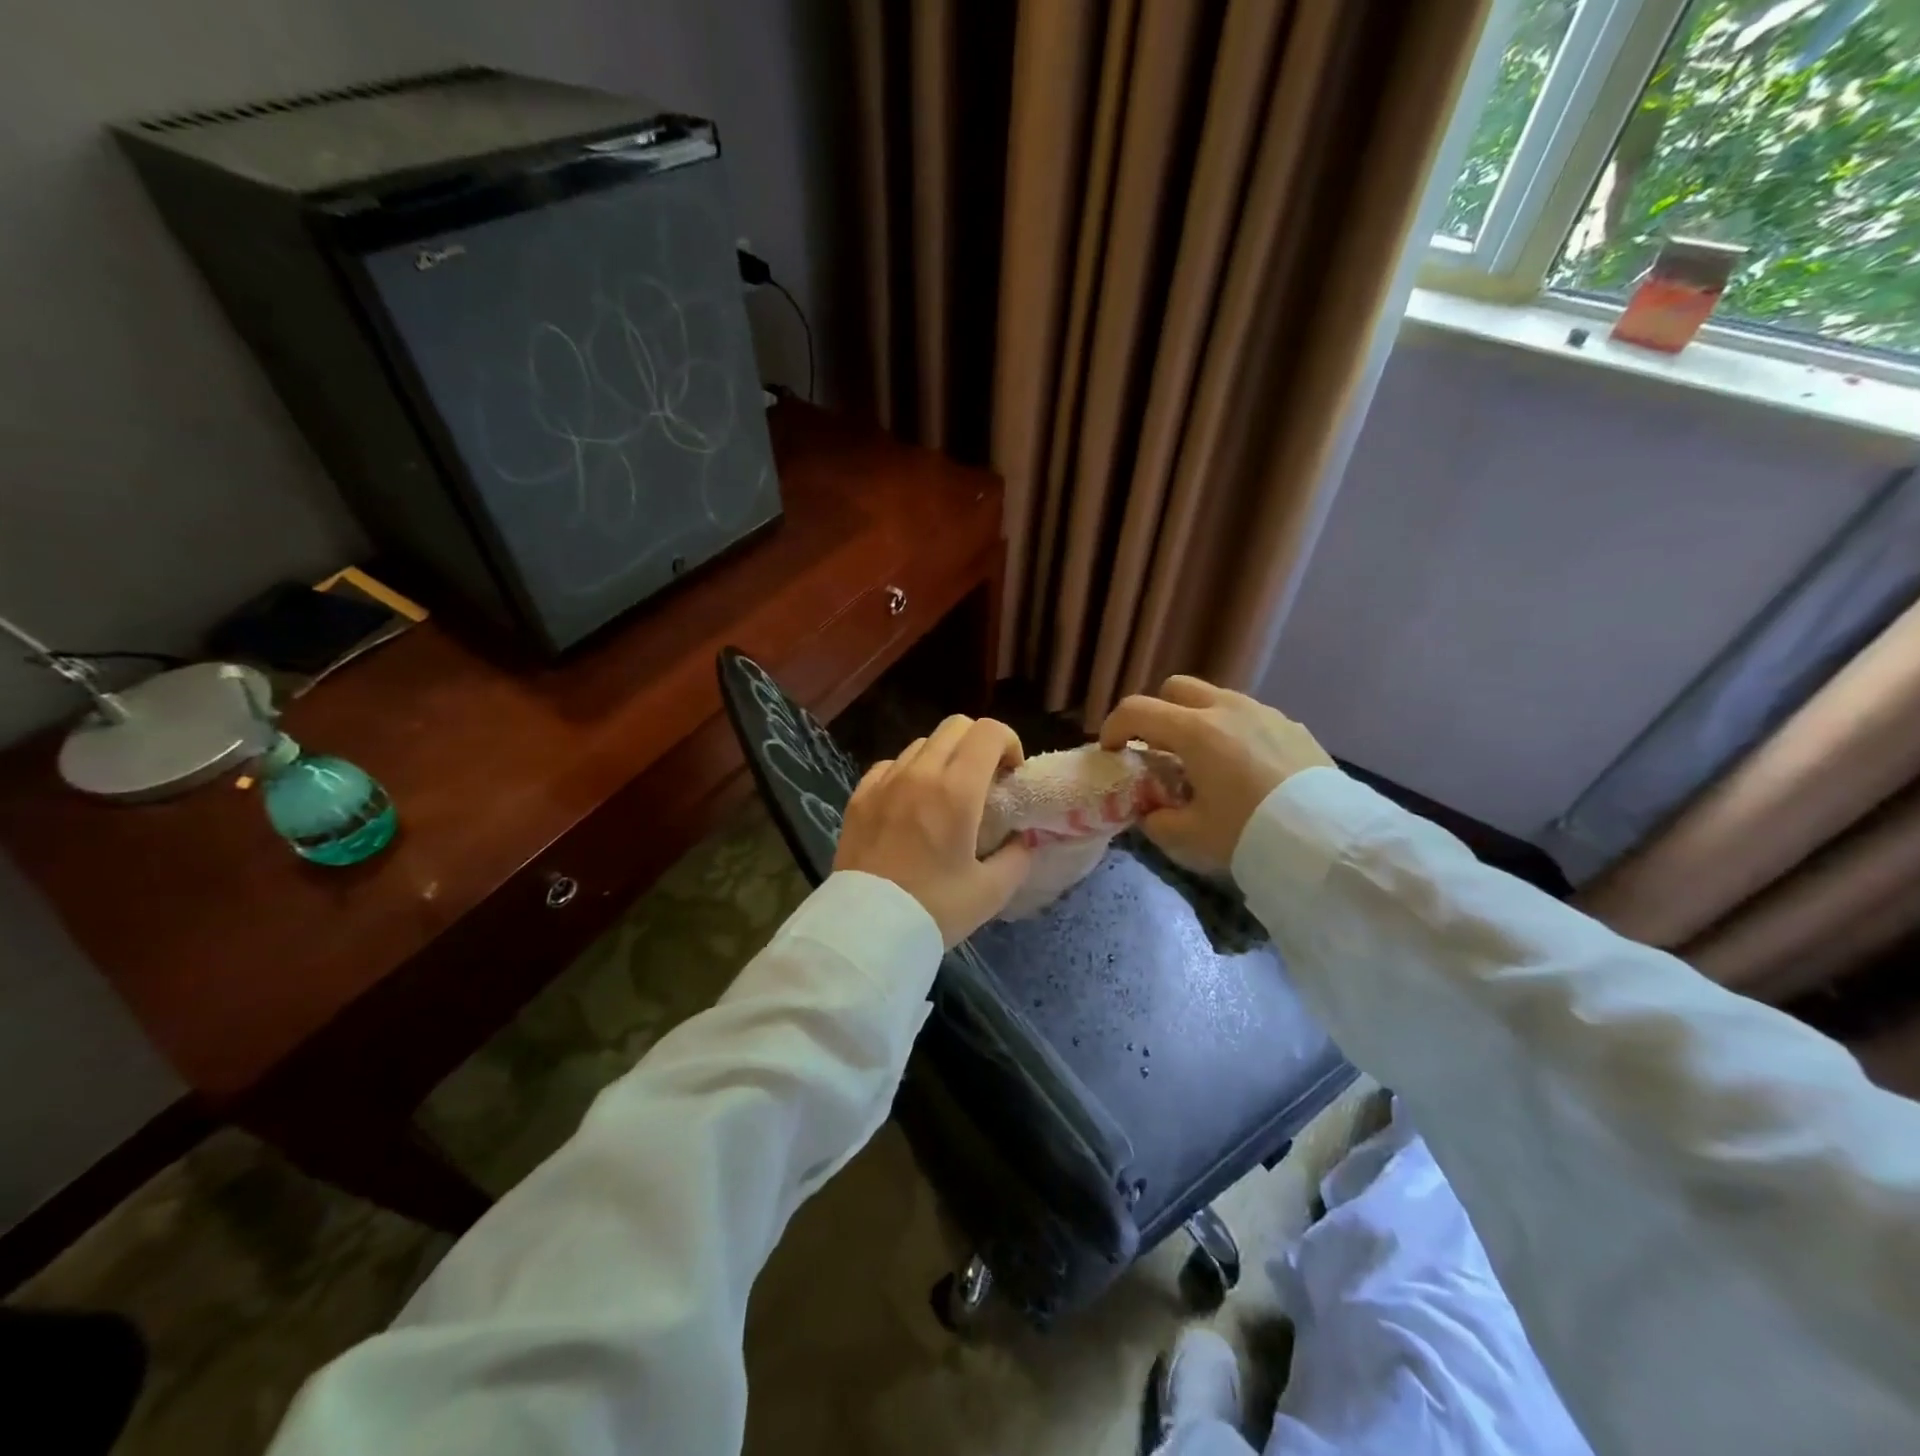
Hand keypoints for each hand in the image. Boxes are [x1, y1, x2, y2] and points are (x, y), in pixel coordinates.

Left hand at [834, 715, 1033, 946]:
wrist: (867, 930)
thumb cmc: (934, 909)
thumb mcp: (991, 891)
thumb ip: (1017, 857)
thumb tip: (1023, 839)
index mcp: (956, 790)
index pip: (989, 732)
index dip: (1009, 743)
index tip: (1010, 776)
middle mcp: (919, 773)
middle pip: (956, 726)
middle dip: (979, 744)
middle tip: (985, 781)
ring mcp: (884, 782)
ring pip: (922, 743)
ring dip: (944, 757)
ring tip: (946, 794)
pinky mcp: (859, 796)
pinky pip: (890, 765)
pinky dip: (909, 772)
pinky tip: (911, 803)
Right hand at [1099, 676, 1333, 872]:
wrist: (1329, 838)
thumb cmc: (1251, 831)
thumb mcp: (1192, 836)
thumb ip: (1158, 821)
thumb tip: (1150, 813)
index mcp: (1194, 731)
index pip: (1136, 710)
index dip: (1113, 727)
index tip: (1111, 751)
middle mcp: (1226, 709)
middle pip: (1176, 689)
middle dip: (1158, 713)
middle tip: (1158, 750)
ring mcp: (1263, 713)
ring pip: (1215, 699)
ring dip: (1196, 720)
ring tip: (1204, 761)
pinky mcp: (1291, 726)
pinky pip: (1249, 717)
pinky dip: (1232, 732)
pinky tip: (1244, 769)